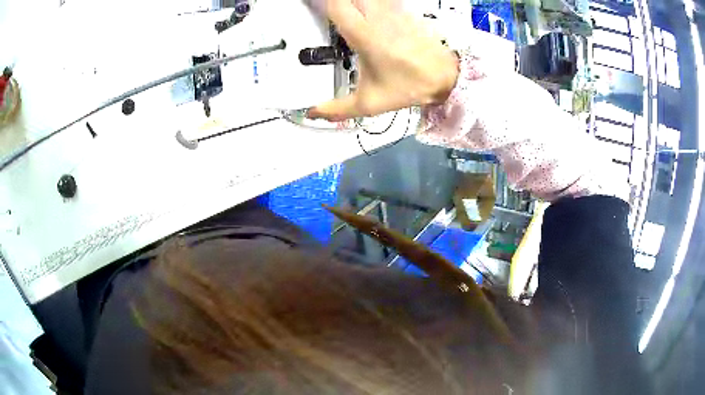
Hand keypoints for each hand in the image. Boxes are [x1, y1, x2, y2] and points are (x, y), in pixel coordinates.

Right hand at [307, 0, 458, 120]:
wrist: (446, 77)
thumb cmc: (407, 87)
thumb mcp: (369, 103)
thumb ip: (336, 109)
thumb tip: (312, 113)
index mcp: (364, 34)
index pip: (337, 5)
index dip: (323, 2)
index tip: (314, 7)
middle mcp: (377, 16)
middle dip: (340, 2)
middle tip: (332, 12)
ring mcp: (393, 10)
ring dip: (356, 2)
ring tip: (349, 11)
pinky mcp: (404, 10)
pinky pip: (384, 0)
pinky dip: (372, 3)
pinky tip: (367, 10)